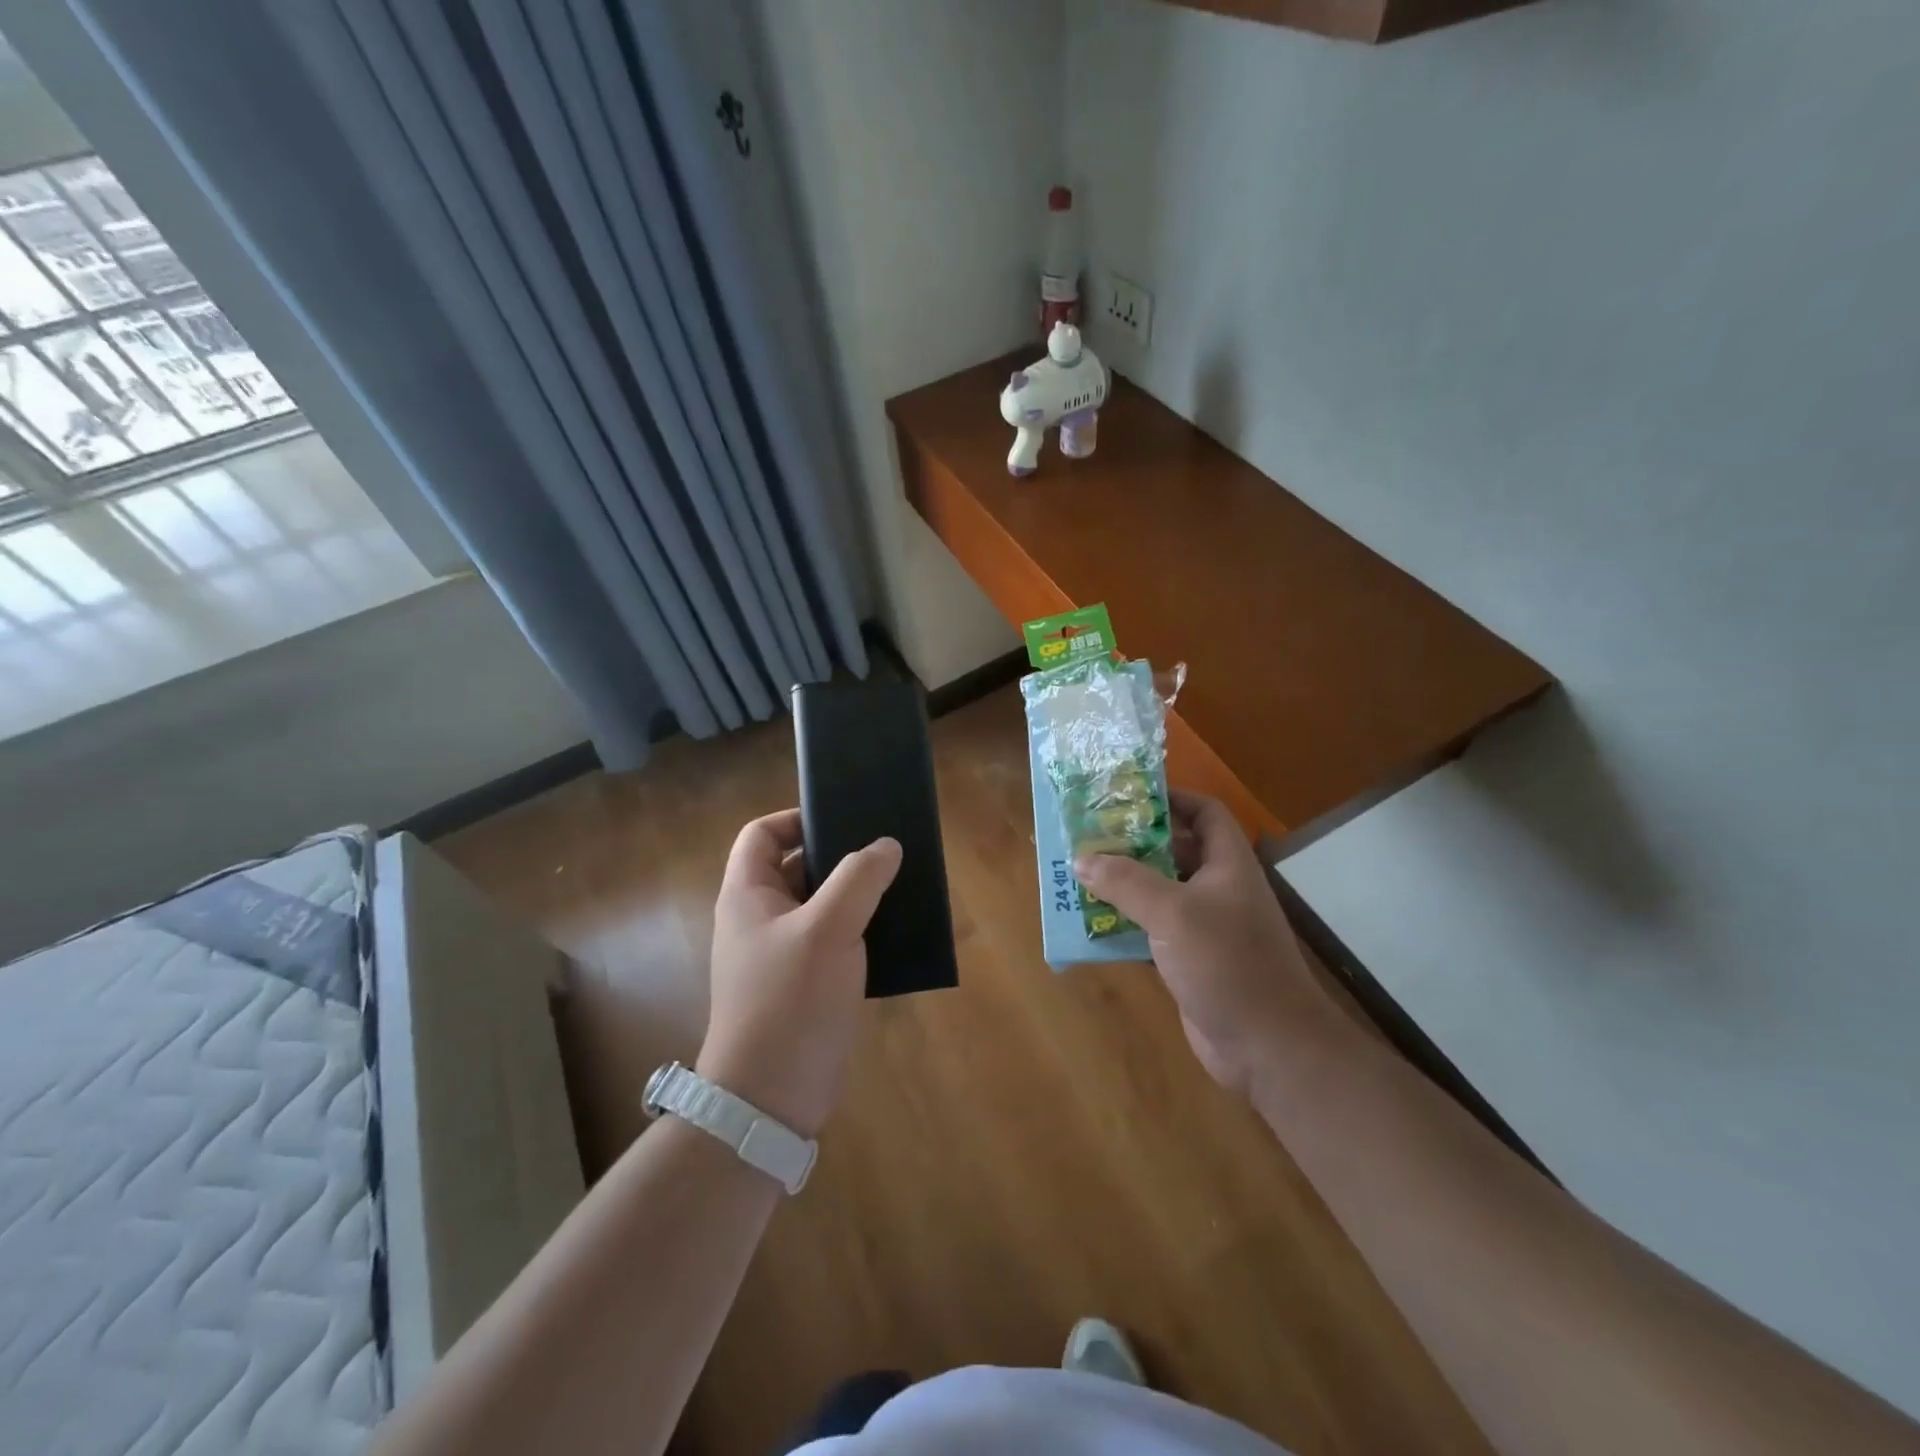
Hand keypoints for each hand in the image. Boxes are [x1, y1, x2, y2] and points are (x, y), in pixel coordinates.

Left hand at [697, 809, 901, 1137]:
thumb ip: (859, 879)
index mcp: (748, 895)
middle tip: (885, 849)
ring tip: (899, 884)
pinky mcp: (804, 984)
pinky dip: (860, 929)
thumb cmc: (790, 1000)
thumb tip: (886, 845)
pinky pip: (833, 940)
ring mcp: (781, 953)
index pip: (762, 834)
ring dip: (856, 894)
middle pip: (796, 866)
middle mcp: (760, 918)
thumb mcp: (828, 929)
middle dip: (839, 856)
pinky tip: (895, 930)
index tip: (843, 818)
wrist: (771, 1097)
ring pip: (820, 905)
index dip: (796, 818)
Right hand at [1075, 790, 1327, 1093]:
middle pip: (1174, 850)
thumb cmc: (1228, 963)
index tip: (1127, 796)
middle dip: (1133, 842)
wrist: (1268, 1047)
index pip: (1204, 812)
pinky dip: (1124, 924)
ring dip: (1123, 885)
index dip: (1171, 798)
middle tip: (1088, 835)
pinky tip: (1090, 924)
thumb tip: (1082, 858)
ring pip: (1159, 892)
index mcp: (1227, 864)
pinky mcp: (1190, 960)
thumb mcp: (1174, 913)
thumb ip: (1126, 882)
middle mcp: (1218, 889)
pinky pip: (1152, 930)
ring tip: (1079, 874)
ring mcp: (1206, 927)